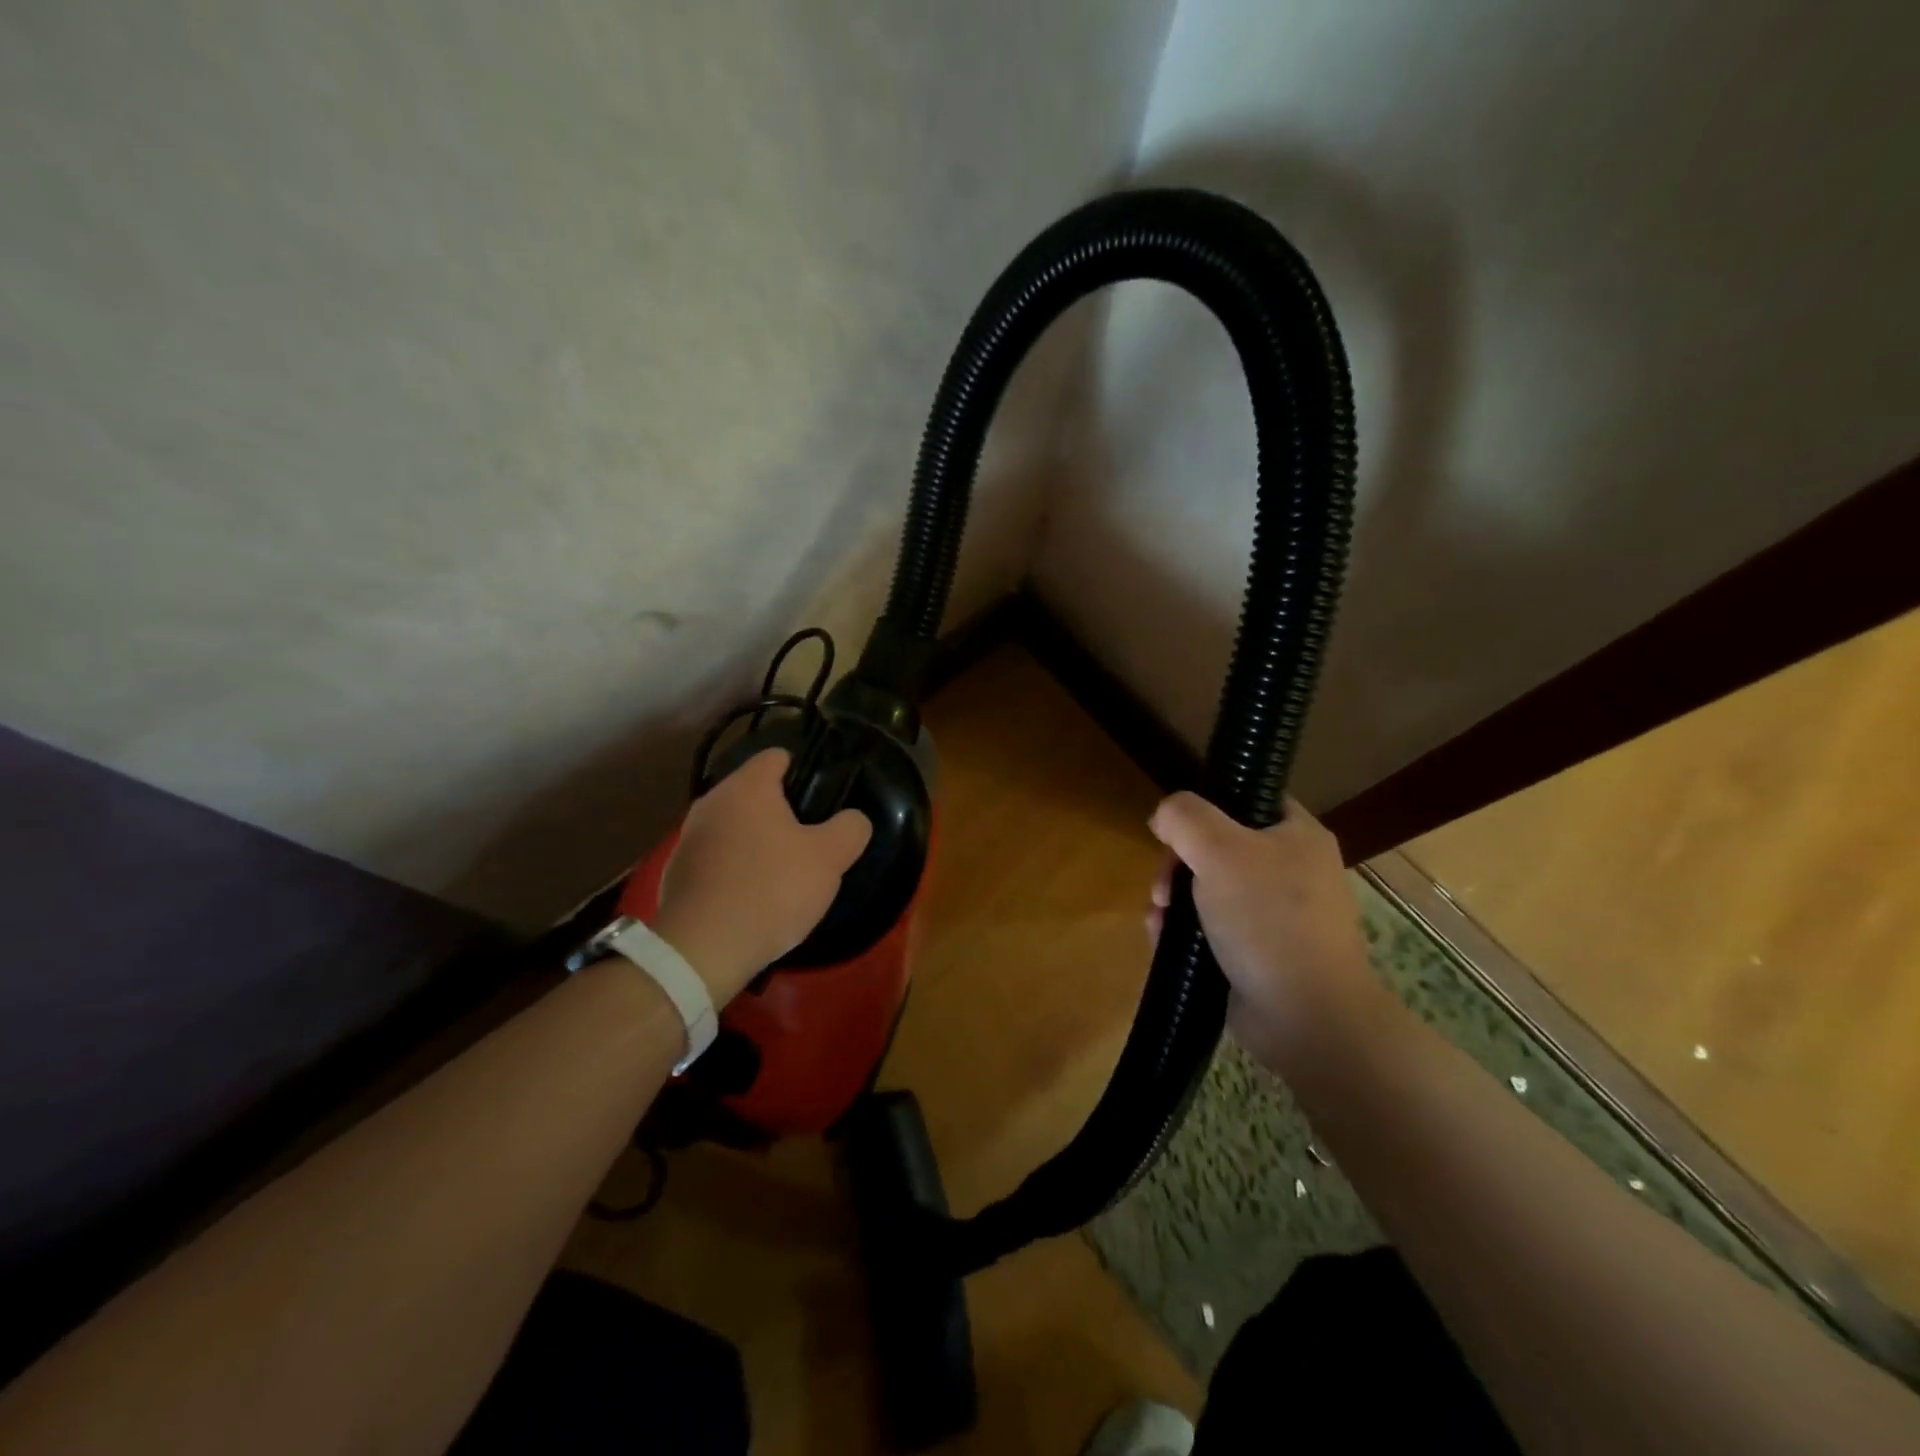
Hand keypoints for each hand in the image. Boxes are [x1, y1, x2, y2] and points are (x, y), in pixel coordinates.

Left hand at [652, 748, 871, 1004]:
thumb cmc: (772, 890)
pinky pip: (715, 857)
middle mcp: (711, 801)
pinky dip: (733, 867)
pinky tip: (751, 896)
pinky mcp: (676, 872)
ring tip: (781, 871)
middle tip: (809, 838)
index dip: (803, 769)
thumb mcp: (829, 859)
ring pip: (733, 825)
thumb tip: (854, 819)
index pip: (776, 756)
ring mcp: (688, 837)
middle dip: (780, 810)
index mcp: (747, 787)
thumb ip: (850, 829)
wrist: (702, 950)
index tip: (821, 797)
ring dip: (755, 840)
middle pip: (753, 792)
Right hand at [1147, 793, 1382, 1075]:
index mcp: (1297, 835)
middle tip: (1162, 886)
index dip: (1206, 804)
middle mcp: (1292, 870)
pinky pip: (1213, 927)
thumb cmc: (1268, 920)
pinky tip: (1162, 940)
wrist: (1308, 1017)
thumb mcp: (1219, 851)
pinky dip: (1185, 931)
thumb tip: (1165, 815)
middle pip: (1219, 845)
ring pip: (1210, 889)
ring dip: (1175, 899)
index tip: (1174, 828)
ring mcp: (1277, 915)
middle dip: (1179, 864)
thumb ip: (1185, 817)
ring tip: (1159, 918)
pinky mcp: (1260, 952)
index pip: (1248, 798)